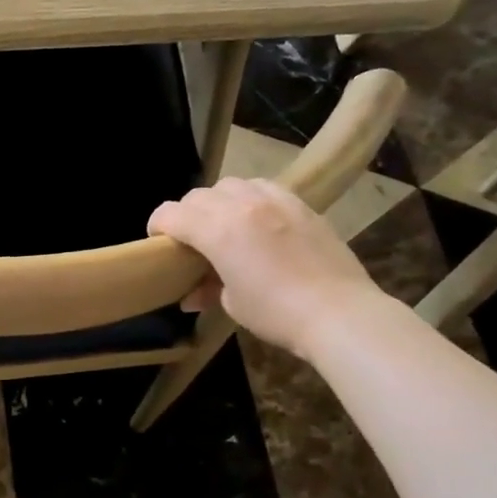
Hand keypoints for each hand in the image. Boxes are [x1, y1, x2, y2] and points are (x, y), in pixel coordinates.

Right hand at [147, 178, 385, 356]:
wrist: (340, 313)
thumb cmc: (277, 313)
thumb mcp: (233, 304)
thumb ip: (208, 287)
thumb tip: (194, 293)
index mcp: (218, 231)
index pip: (171, 213)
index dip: (157, 225)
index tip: (157, 241)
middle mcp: (242, 206)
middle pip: (198, 196)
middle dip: (186, 214)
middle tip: (190, 239)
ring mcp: (275, 201)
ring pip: (231, 184)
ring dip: (218, 201)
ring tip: (225, 224)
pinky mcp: (301, 205)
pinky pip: (264, 187)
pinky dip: (250, 198)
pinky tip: (258, 221)